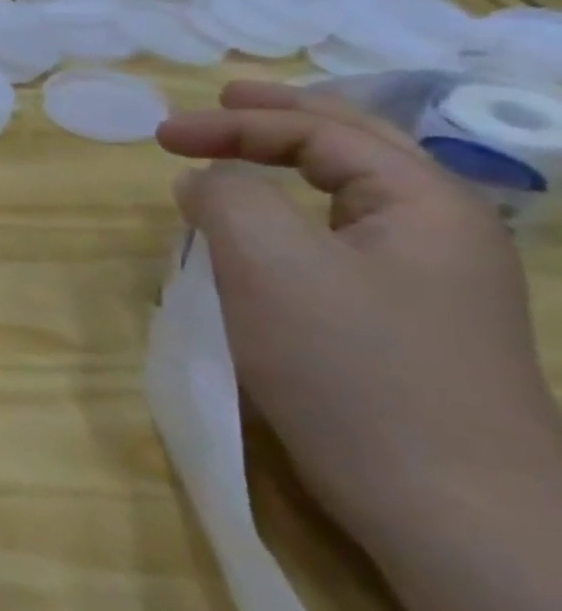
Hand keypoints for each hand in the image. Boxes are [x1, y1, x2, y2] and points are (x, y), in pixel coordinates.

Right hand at [156, 80, 561, 556]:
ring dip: (290, 166)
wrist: (450, 508)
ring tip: (240, 157)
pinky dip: (295, 217)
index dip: (235, 123)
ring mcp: (432, 285)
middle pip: (356, 149)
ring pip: (352, 197)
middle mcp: (441, 233)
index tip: (159, 136)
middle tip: (221, 102)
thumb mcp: (268, 263)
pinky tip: (266, 236)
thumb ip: (227, 196)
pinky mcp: (408, 327)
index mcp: (424, 204)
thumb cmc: (354, 368)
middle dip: (281, 121)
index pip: (321, 132)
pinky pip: (343, 243)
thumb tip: (204, 181)